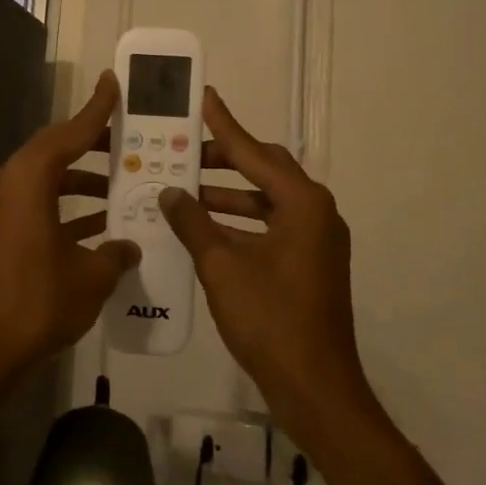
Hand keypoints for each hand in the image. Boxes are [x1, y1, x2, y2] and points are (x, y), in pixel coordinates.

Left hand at [0, 71, 140, 391]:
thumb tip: (128, 245)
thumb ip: (115, 253)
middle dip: (93, 145)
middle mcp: (10, 185)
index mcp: (28, 180)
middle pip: (55, 151)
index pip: (68, 133)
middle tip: (130, 141)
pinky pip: (39, 206)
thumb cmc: (38, 302)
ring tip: (123, 184)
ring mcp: (1, 210)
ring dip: (83, 181)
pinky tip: (102, 226)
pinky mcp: (0, 234)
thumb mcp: (90, 276)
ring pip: (48, 180)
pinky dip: (68, 209)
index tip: (114, 84)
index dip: (95, 109)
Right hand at [158, 88, 372, 442]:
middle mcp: (315, 213)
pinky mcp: (308, 262)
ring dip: (228, 193)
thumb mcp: (222, 267)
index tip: (204, 97)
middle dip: (225, 158)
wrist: (315, 387)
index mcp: (302, 204)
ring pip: (266, 200)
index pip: (254, 153)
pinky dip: (239, 222)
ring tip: (185, 187)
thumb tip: (169, 191)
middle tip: (185, 149)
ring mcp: (315, 240)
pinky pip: (270, 225)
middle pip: (265, 170)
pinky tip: (204, 227)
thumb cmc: (270, 320)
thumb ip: (193, 223)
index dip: (224, 125)